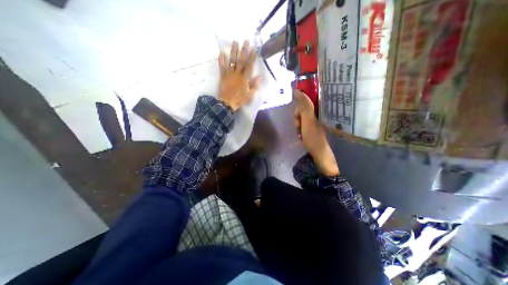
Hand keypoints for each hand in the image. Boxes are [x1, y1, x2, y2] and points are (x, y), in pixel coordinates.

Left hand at [217, 40, 261, 111]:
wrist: (227, 103)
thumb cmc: (239, 99)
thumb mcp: (249, 95)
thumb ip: (254, 86)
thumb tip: (260, 77)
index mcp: (244, 79)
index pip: (249, 66)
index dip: (252, 57)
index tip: (253, 49)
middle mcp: (237, 74)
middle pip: (241, 61)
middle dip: (244, 50)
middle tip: (245, 41)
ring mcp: (229, 74)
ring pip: (232, 61)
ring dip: (234, 51)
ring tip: (235, 42)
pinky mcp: (223, 76)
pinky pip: (222, 67)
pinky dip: (222, 60)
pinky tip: (222, 52)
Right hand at [292, 90, 337, 176]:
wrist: (319, 154)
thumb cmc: (313, 137)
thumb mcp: (308, 120)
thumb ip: (303, 105)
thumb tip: (297, 90)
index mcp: (319, 110)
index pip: (304, 103)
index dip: (298, 110)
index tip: (297, 119)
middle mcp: (317, 114)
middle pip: (302, 111)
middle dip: (297, 119)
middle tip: (299, 127)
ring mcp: (315, 122)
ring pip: (301, 118)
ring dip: (298, 125)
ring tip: (300, 134)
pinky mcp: (312, 129)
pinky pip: (303, 125)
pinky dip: (300, 130)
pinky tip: (301, 135)